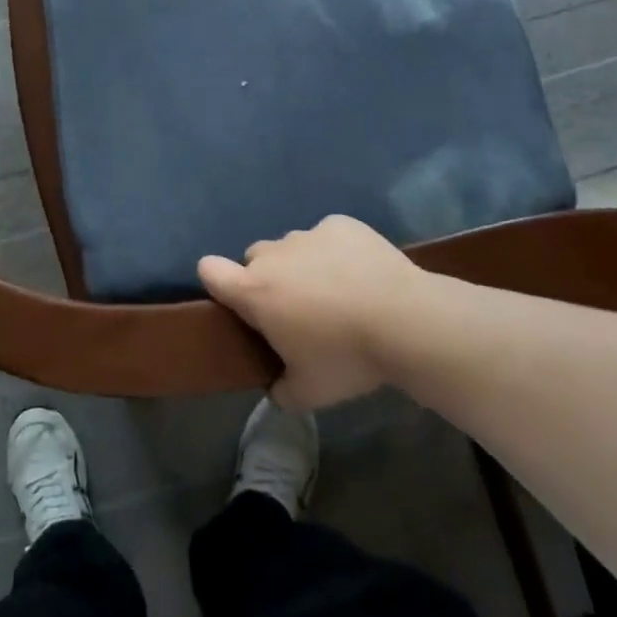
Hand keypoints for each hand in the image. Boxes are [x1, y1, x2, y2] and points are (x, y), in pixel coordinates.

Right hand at [198, 215, 427, 409]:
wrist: (405, 320)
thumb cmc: (347, 357)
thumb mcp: (309, 392)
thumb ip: (281, 391)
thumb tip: (276, 388)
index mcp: (255, 292)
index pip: (210, 270)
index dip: (216, 282)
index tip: (236, 302)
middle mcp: (274, 255)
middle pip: (255, 259)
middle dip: (267, 279)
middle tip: (297, 310)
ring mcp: (308, 234)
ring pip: (292, 246)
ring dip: (303, 265)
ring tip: (337, 292)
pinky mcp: (341, 224)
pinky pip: (327, 236)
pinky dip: (336, 251)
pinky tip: (361, 274)